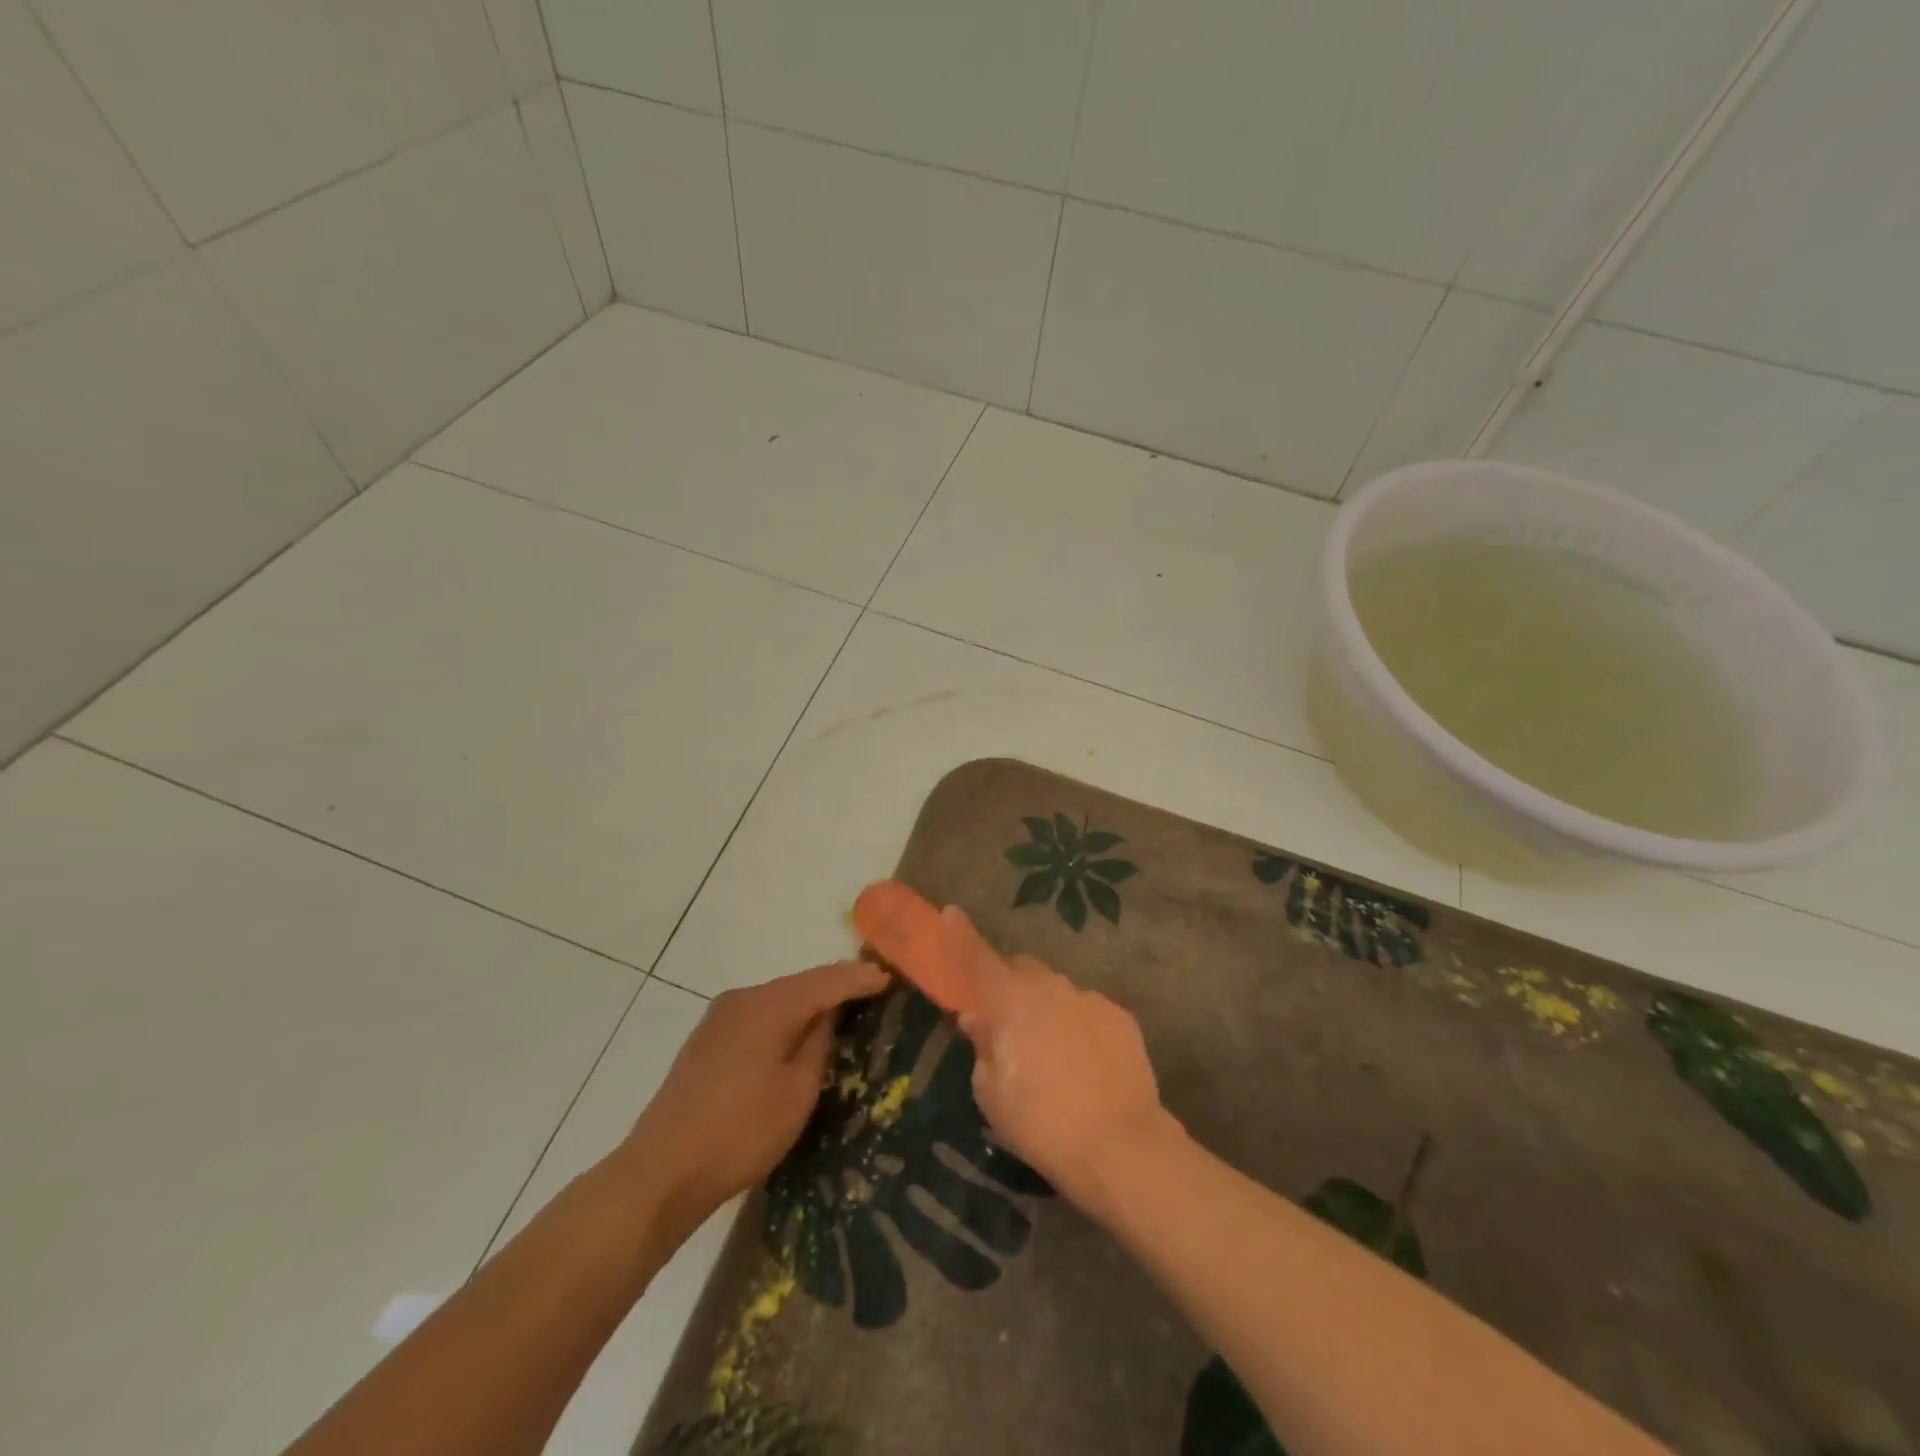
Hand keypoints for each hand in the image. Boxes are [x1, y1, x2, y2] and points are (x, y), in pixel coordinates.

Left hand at [609, 961, 889, 1238]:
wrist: (660, 1172)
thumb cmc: (740, 1132)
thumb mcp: (797, 1091)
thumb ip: (818, 1043)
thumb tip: (828, 1014)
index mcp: (768, 1005)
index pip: (826, 980)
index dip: (859, 978)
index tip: (889, 977)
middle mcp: (742, 999)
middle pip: (800, 984)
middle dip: (835, 986)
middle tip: (871, 991)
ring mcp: (719, 1018)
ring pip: (777, 1000)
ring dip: (808, 1004)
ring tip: (841, 1011)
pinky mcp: (707, 1040)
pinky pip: (758, 1016)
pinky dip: (784, 1018)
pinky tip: (796, 1033)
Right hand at [943, 907, 1177, 1214]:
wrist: (1122, 1147)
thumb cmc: (1043, 1125)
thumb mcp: (993, 1095)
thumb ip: (983, 1047)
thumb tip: (978, 1018)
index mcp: (1012, 1002)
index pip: (978, 959)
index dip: (960, 935)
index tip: (950, 912)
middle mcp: (1051, 987)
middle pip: (1021, 970)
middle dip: (1009, 986)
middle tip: (1007, 1024)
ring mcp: (1089, 998)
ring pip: (1056, 990)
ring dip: (1045, 1008)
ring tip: (1052, 1054)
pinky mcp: (1121, 1016)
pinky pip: (1087, 1009)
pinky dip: (1078, 1024)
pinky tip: (1085, 1063)